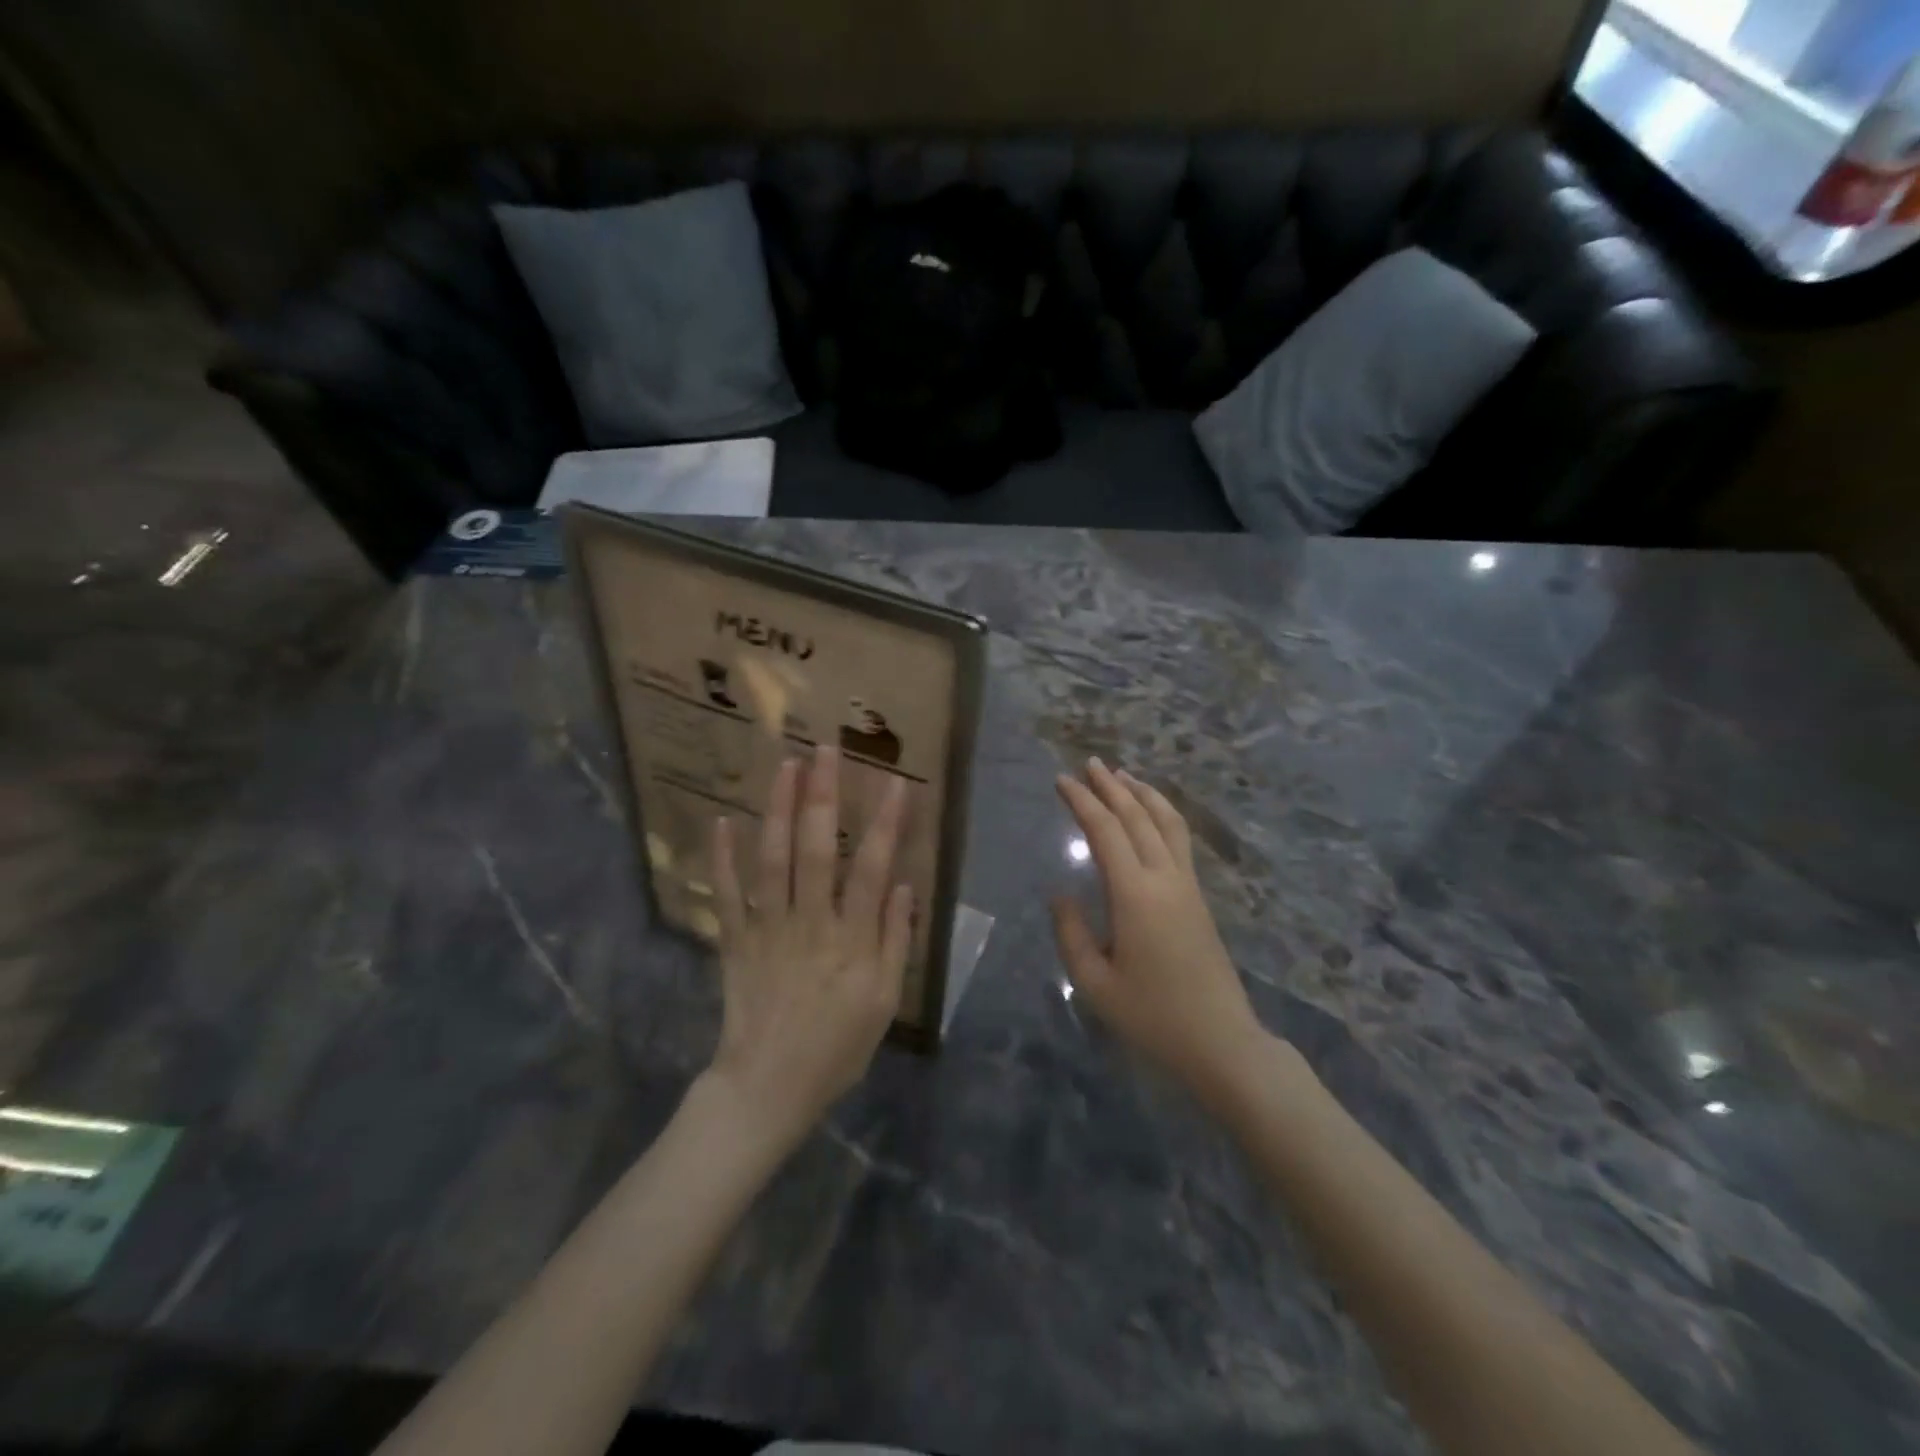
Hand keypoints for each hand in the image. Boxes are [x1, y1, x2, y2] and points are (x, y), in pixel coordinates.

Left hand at [705, 745, 912, 1149]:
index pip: (871, 868)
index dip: (885, 824)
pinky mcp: (735, 941)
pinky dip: (722, 858)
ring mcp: (767, 929)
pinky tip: (721, 820)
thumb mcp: (883, 1003)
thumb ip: (894, 941)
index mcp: (851, 940)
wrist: (767, 1088)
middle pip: (815, 849)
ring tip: (786, 765)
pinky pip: (726, 894)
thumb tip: (902, 885)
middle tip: (825, 749)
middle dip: (822, 796)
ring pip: (772, 860)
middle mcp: (809, 923)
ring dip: (778, 809)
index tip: (895, 782)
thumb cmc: (836, 1049)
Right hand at [1051, 759, 1266, 1106]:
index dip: (1082, 802)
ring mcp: (1187, 886)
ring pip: (1167, 823)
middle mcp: (1165, 879)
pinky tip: (1151, 816)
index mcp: (1135, 895)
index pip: (1105, 831)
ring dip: (1143, 794)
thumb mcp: (1095, 984)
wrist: (1221, 1041)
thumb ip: (1072, 934)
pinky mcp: (1198, 898)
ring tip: (1122, 775)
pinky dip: (1162, 815)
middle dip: (1111, 786)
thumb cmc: (1152, 1017)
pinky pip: (1179, 840)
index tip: (1061, 780)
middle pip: (1138, 817)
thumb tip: (1061, 895)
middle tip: (1089, 764)